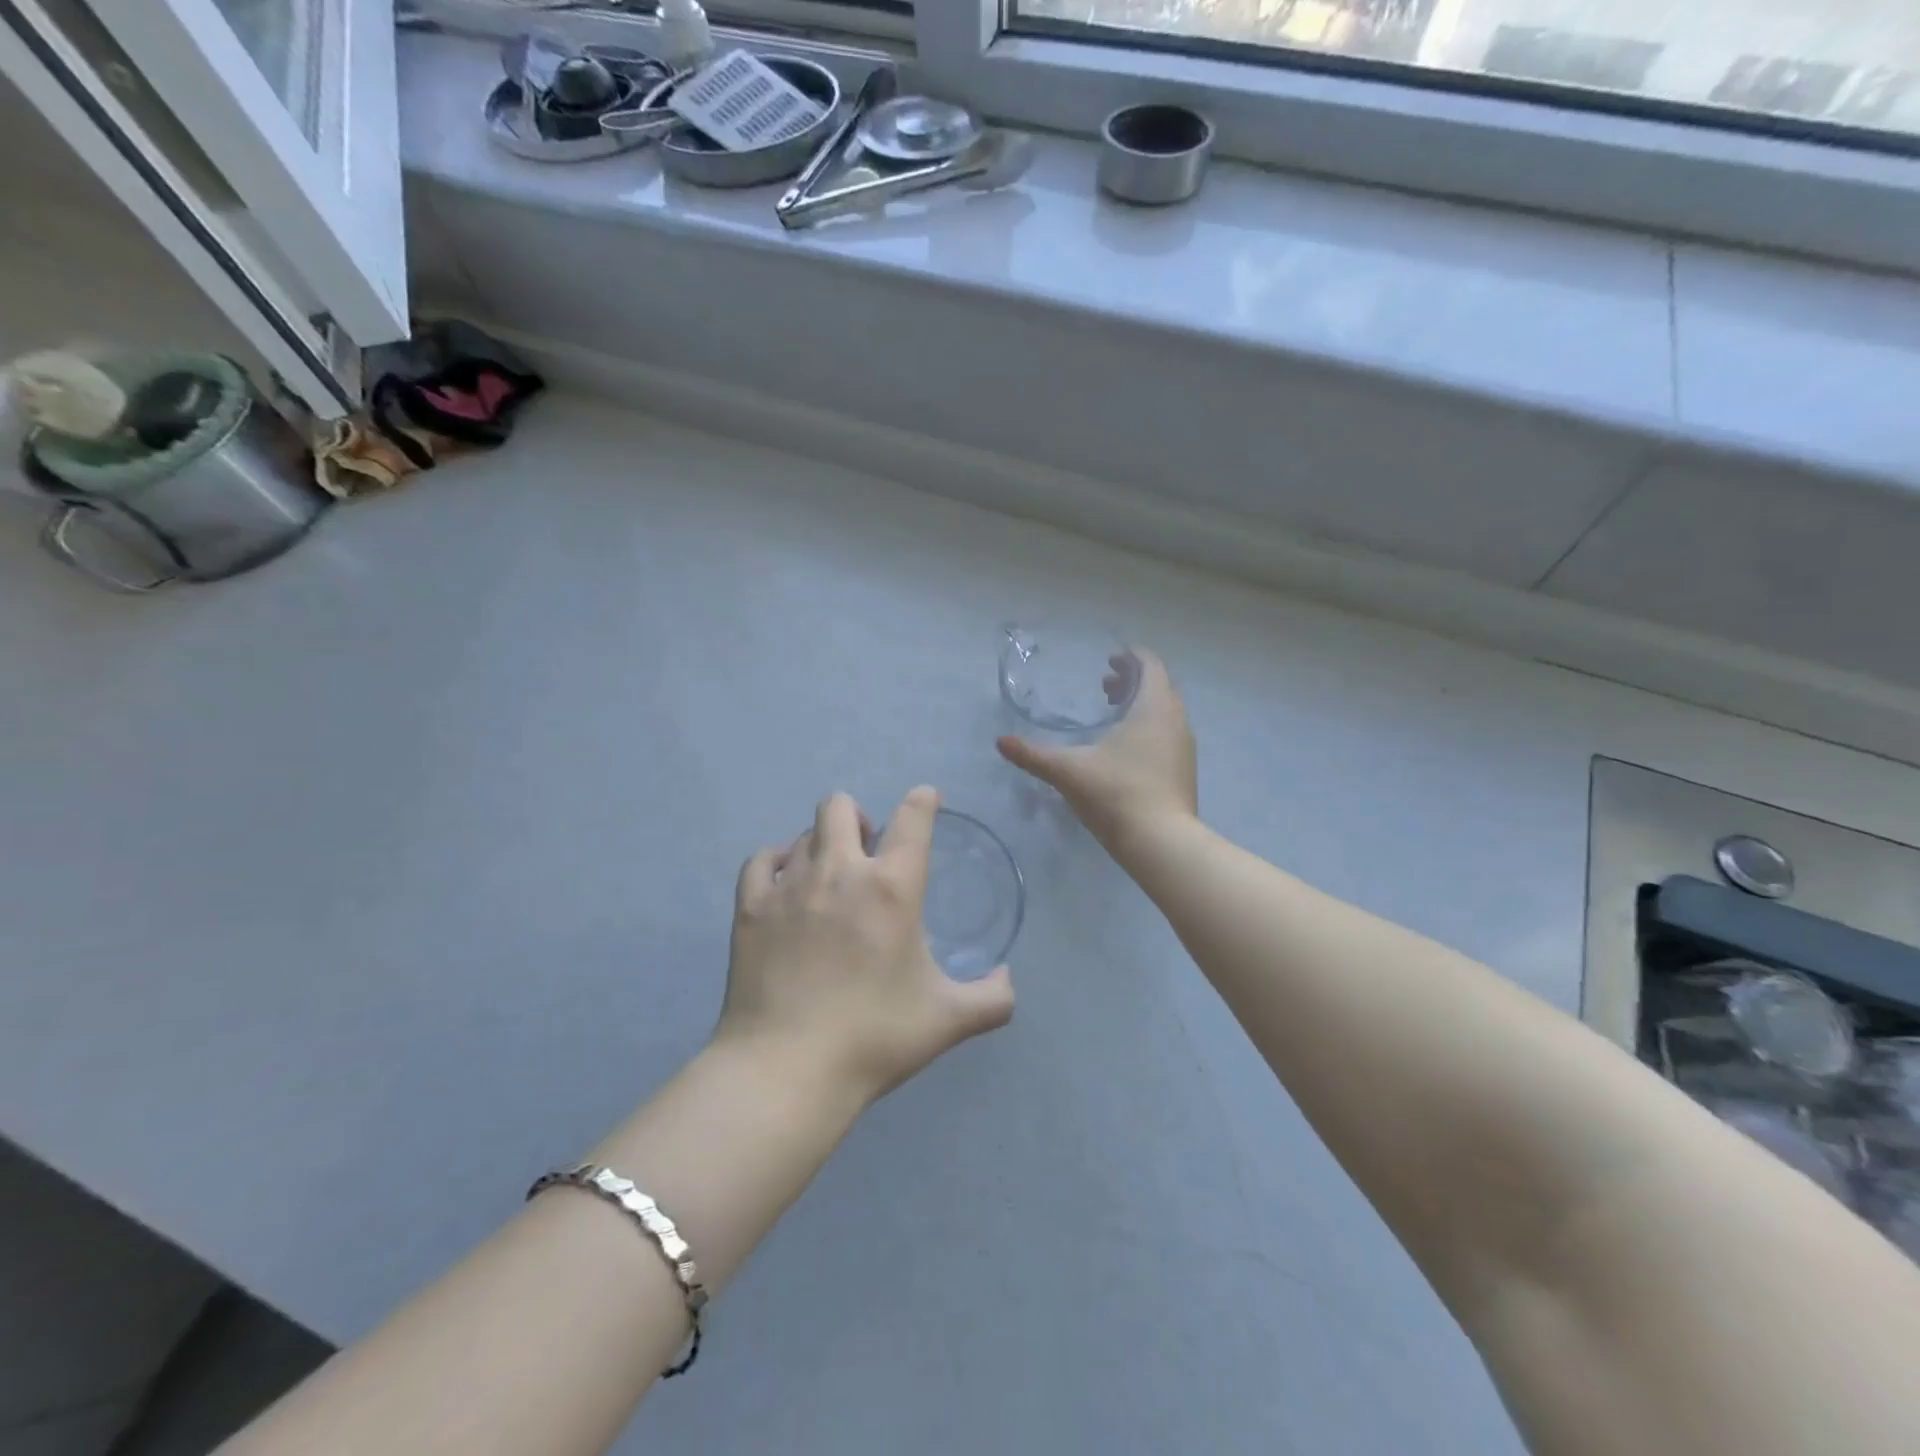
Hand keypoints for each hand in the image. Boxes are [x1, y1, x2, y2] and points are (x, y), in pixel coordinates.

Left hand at [717, 787, 1014, 1105]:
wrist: (786, 1069)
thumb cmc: (873, 1038)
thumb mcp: (947, 1020)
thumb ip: (992, 999)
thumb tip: (1008, 980)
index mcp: (893, 888)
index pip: (913, 819)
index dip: (922, 800)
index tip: (925, 798)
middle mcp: (840, 871)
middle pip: (840, 806)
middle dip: (859, 818)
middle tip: (867, 851)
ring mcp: (789, 885)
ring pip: (803, 833)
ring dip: (822, 844)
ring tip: (829, 877)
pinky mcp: (750, 907)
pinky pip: (761, 860)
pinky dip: (776, 863)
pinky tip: (784, 885)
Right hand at [997, 647, 1196, 852]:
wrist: (1161, 842)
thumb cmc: (1116, 793)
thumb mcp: (1068, 770)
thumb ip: (1033, 754)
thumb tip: (1001, 742)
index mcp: (1153, 707)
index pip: (1150, 665)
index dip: (1131, 657)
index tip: (1110, 659)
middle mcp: (1176, 720)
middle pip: (1159, 686)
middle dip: (1132, 682)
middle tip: (1104, 687)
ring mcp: (1184, 747)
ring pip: (1165, 712)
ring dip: (1141, 706)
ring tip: (1113, 716)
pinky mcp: (1185, 771)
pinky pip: (1168, 735)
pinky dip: (1149, 729)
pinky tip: (1126, 751)